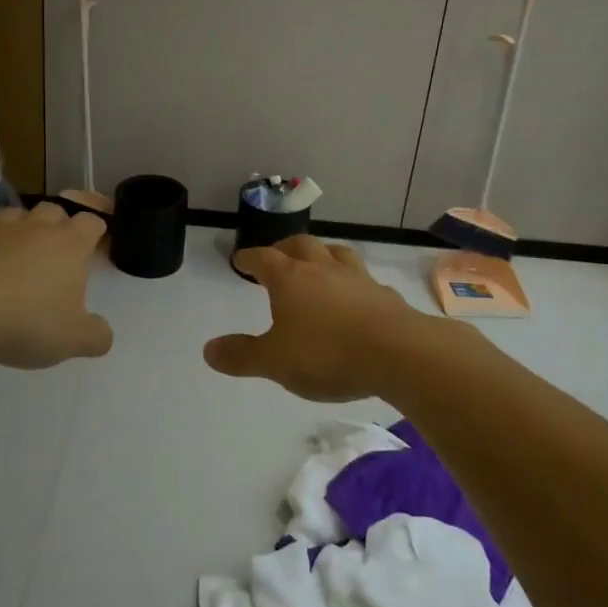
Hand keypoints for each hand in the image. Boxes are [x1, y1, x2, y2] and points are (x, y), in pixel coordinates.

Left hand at [0, 203, 113, 367]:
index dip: (96, 230)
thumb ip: (95, 336)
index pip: (91, 222)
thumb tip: (103, 334)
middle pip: (52, 210)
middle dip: (57, 224)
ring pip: (12, 216)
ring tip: (15, 253)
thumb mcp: (71, 340)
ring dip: (17, 230)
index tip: (96, 243)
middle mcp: (34, 228)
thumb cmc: (25, 320)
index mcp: (68, 245)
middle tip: (56, 248)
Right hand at [204, 236, 419, 401]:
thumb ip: (241, 355)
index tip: (241, 260)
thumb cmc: (327, 353)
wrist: (400, 353)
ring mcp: (357, 278)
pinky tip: (355, 296)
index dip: (250, 258)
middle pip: (300, 245)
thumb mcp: (275, 361)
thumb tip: (208, 349)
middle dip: (284, 247)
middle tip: (276, 255)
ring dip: (322, 254)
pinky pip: (363, 279)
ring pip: (336, 253)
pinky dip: (351, 282)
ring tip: (317, 264)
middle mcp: (322, 269)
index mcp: (290, 278)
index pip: (263, 258)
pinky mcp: (385, 295)